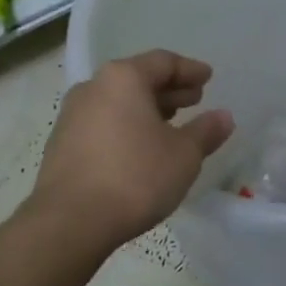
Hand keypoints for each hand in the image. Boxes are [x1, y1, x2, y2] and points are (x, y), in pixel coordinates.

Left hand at [30, 50, 234, 251]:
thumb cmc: (136, 177)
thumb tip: (224, 117)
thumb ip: (206, 131)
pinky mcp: (62, 144)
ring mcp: (72, 116)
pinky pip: (103, 123)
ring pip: (118, 102)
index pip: (163, 62)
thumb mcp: (184, 155)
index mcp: (123, 78)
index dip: (190, 70)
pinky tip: (141, 147)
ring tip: (171, 124)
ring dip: (147, 109)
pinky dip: (127, 126)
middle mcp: (93, 87)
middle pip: (137, 79)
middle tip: (194, 100)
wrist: (70, 222)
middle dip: (169, 89)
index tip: (208, 78)